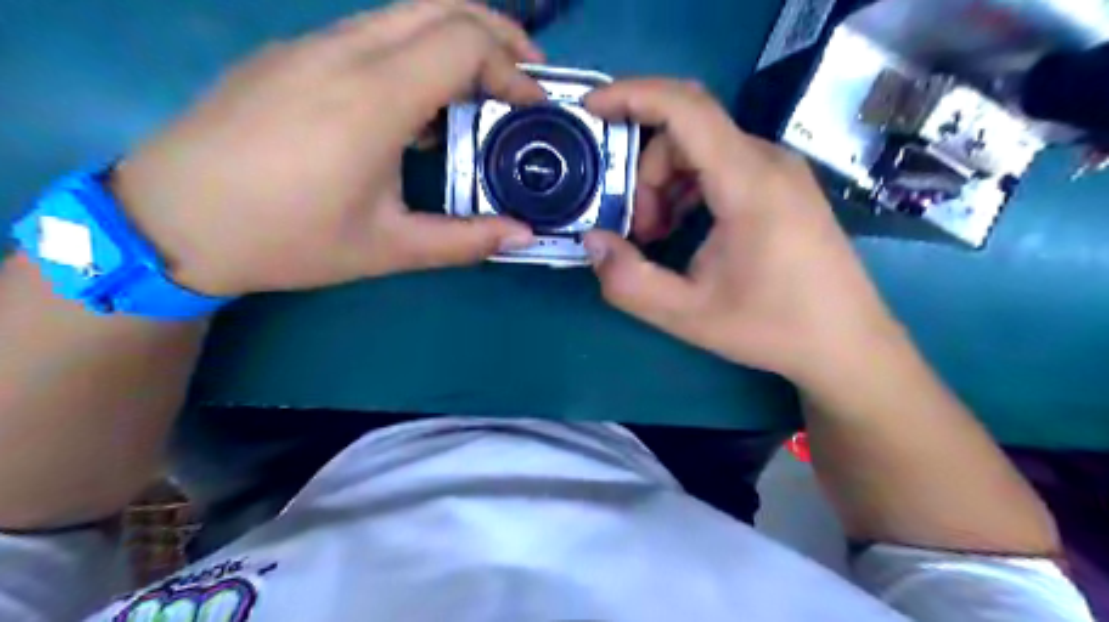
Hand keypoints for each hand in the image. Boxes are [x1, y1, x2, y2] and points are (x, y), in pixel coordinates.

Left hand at [111, 0, 543, 296]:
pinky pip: (371, 31)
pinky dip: (417, 49)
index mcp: (373, 99)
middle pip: (441, 5)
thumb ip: (465, 241)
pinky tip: (419, 101)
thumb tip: (524, 235)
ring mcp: (312, 45)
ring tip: (482, 87)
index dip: (512, 68)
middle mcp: (345, 53)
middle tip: (525, 78)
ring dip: (457, 37)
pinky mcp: (291, 53)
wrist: (170, 220)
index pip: (464, 42)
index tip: (533, 106)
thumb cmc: (286, 239)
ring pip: (405, 12)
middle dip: (498, 32)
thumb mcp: (388, 249)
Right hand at [584, 81, 904, 384]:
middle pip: (686, 132)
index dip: (632, 96)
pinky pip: (721, 164)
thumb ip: (629, 282)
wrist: (846, 342)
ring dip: (665, 184)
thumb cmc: (771, 328)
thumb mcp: (688, 315)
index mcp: (749, 184)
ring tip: (659, 236)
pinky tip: (684, 229)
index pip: (686, 108)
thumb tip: (593, 242)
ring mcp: (780, 170)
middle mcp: (769, 161)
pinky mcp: (782, 184)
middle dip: (645, 174)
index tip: (591, 108)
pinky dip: (688, 187)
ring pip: (701, 148)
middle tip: (638, 231)